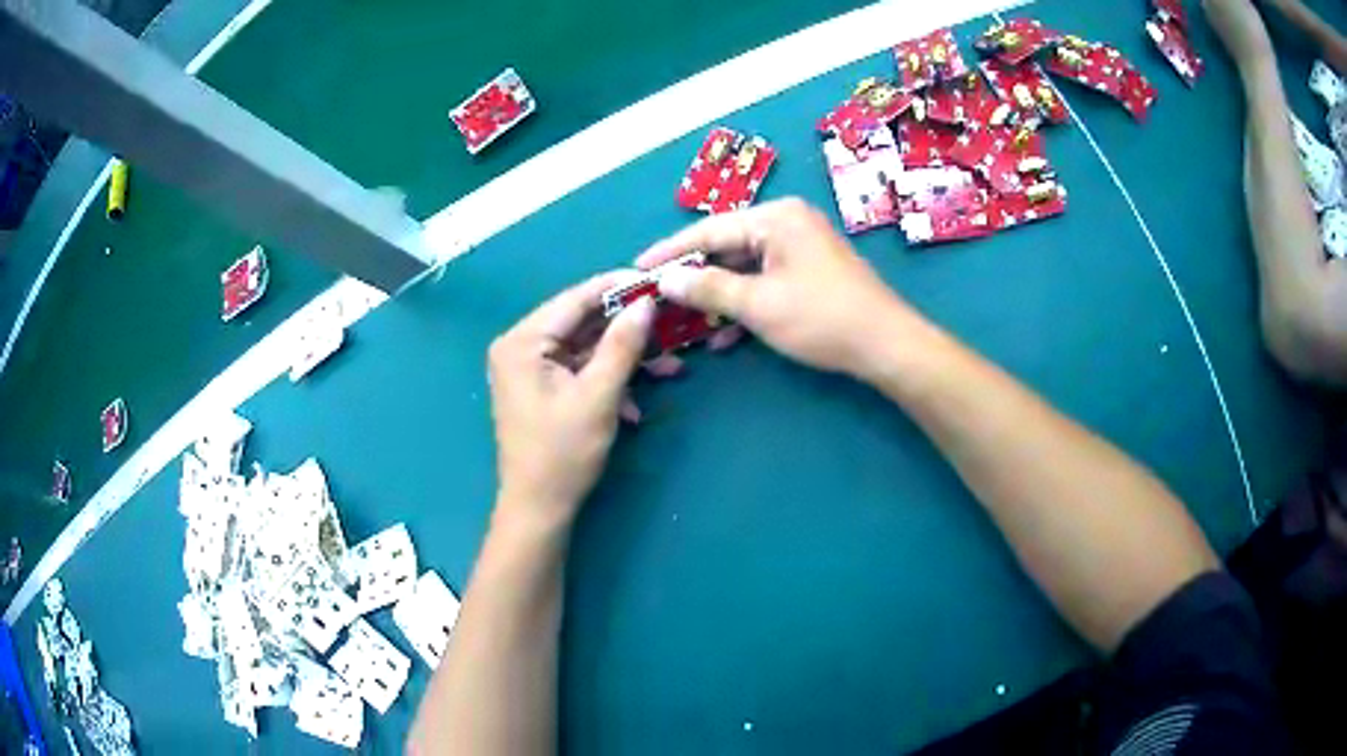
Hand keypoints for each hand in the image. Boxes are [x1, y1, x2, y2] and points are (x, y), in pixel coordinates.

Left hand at [488, 273, 654, 528]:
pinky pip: (580, 371)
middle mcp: (520, 346)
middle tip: (670, 321)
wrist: (539, 509)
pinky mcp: (542, 388)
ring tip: (669, 366)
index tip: (657, 280)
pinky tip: (635, 405)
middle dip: (627, 329)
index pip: (574, 300)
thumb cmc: (563, 454)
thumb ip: (621, 345)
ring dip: (624, 359)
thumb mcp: (598, 396)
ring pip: (585, 348)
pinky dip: (608, 381)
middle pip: (581, 323)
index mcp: (522, 342)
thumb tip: (645, 302)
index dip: (617, 288)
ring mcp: (529, 368)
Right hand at [637, 198, 925, 378]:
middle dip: (695, 277)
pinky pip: (765, 280)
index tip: (637, 268)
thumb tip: (665, 280)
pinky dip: (745, 303)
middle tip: (659, 297)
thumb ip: (708, 288)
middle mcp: (787, 223)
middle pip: (727, 246)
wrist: (885, 344)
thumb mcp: (758, 304)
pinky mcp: (809, 270)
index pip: (709, 229)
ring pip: (745, 267)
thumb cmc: (821, 317)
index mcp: (775, 218)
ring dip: (719, 296)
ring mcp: (801, 246)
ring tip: (686, 322)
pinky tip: (725, 335)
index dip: (670, 252)